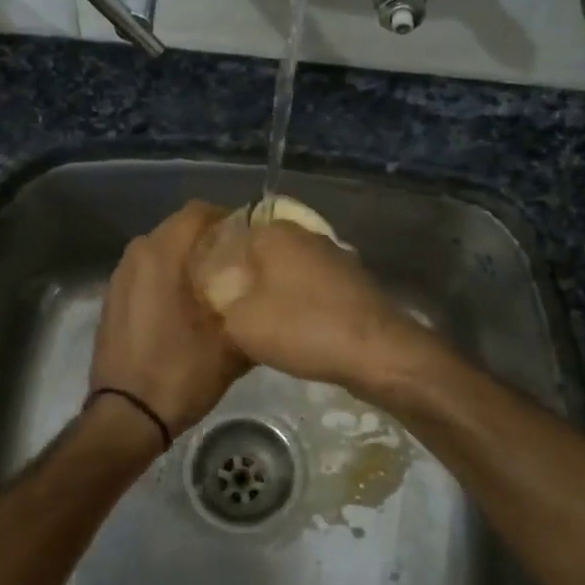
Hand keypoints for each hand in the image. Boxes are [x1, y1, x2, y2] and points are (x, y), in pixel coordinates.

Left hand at [90, 201, 248, 440]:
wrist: (126, 417)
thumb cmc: (180, 373)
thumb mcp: (231, 346)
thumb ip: (250, 311)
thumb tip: (266, 296)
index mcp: (161, 256)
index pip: (198, 212)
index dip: (228, 219)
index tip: (250, 240)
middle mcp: (136, 256)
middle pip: (178, 229)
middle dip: (208, 240)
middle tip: (237, 263)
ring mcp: (119, 278)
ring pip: (160, 251)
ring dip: (186, 259)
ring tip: (214, 285)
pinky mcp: (112, 300)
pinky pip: (145, 273)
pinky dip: (166, 278)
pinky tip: (186, 306)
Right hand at [191, 216, 433, 394]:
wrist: (375, 352)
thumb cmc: (302, 328)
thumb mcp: (240, 321)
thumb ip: (221, 298)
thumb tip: (220, 288)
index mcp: (274, 232)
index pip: (232, 237)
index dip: (217, 265)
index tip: (209, 293)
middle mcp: (305, 234)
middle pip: (262, 254)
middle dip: (247, 279)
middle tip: (231, 311)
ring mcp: (334, 255)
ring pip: (290, 271)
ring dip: (276, 292)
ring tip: (261, 323)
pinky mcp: (353, 281)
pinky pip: (314, 287)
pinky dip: (302, 303)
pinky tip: (295, 328)